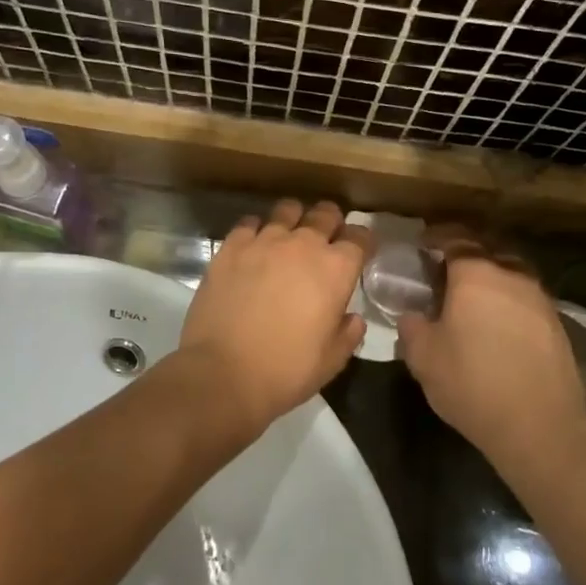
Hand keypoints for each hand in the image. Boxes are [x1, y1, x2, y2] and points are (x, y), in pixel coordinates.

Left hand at [177, 200, 370, 436]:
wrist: (223, 374)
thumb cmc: (286, 371)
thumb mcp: (332, 361)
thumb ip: (349, 333)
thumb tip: (351, 317)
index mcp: (336, 269)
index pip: (360, 237)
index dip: (362, 242)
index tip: (358, 252)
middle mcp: (304, 244)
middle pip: (326, 214)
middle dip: (331, 222)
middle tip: (326, 239)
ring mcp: (265, 241)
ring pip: (288, 210)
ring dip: (295, 220)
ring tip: (289, 236)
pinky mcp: (231, 246)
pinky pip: (250, 223)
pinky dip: (256, 230)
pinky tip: (254, 246)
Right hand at [397, 232, 585, 463]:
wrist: (539, 424)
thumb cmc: (472, 383)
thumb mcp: (423, 357)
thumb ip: (412, 326)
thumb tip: (413, 314)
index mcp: (476, 274)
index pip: (455, 238)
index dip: (437, 237)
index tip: (423, 244)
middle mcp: (511, 275)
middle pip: (487, 249)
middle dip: (466, 253)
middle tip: (445, 269)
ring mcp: (539, 298)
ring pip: (510, 272)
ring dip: (491, 276)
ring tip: (472, 297)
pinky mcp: (556, 323)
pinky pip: (525, 297)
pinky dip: (508, 299)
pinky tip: (498, 322)